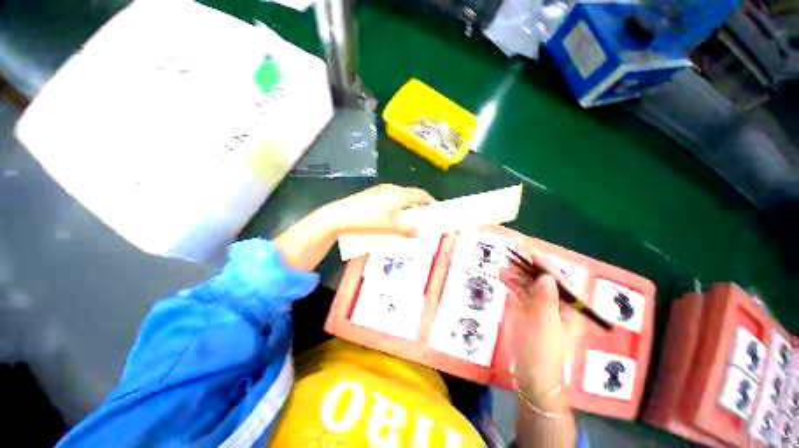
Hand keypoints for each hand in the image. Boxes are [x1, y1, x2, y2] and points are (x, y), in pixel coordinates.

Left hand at [320, 184, 435, 236]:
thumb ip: (407, 230)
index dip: (430, 201)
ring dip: (407, 203)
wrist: (340, 216)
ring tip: (408, 216)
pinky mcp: (371, 193)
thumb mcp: (390, 228)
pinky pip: (390, 196)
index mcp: (399, 194)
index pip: (420, 194)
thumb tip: (420, 233)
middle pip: (411, 193)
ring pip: (400, 194)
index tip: (435, 209)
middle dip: (419, 203)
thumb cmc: (368, 221)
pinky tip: (391, 213)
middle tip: (423, 215)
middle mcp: (391, 188)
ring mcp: (380, 189)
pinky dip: (397, 203)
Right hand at [501, 269, 583, 410]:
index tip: (532, 253)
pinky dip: (512, 285)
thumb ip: (546, 298)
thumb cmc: (542, 349)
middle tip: (514, 255)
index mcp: (571, 309)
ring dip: (517, 275)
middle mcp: (558, 305)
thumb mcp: (545, 323)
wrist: (531, 372)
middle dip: (529, 268)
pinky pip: (522, 293)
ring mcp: (542, 308)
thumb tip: (546, 276)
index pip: (560, 282)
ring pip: (531, 286)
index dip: (546, 266)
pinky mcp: (529, 312)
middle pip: (544, 281)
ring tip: (503, 267)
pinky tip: (502, 276)